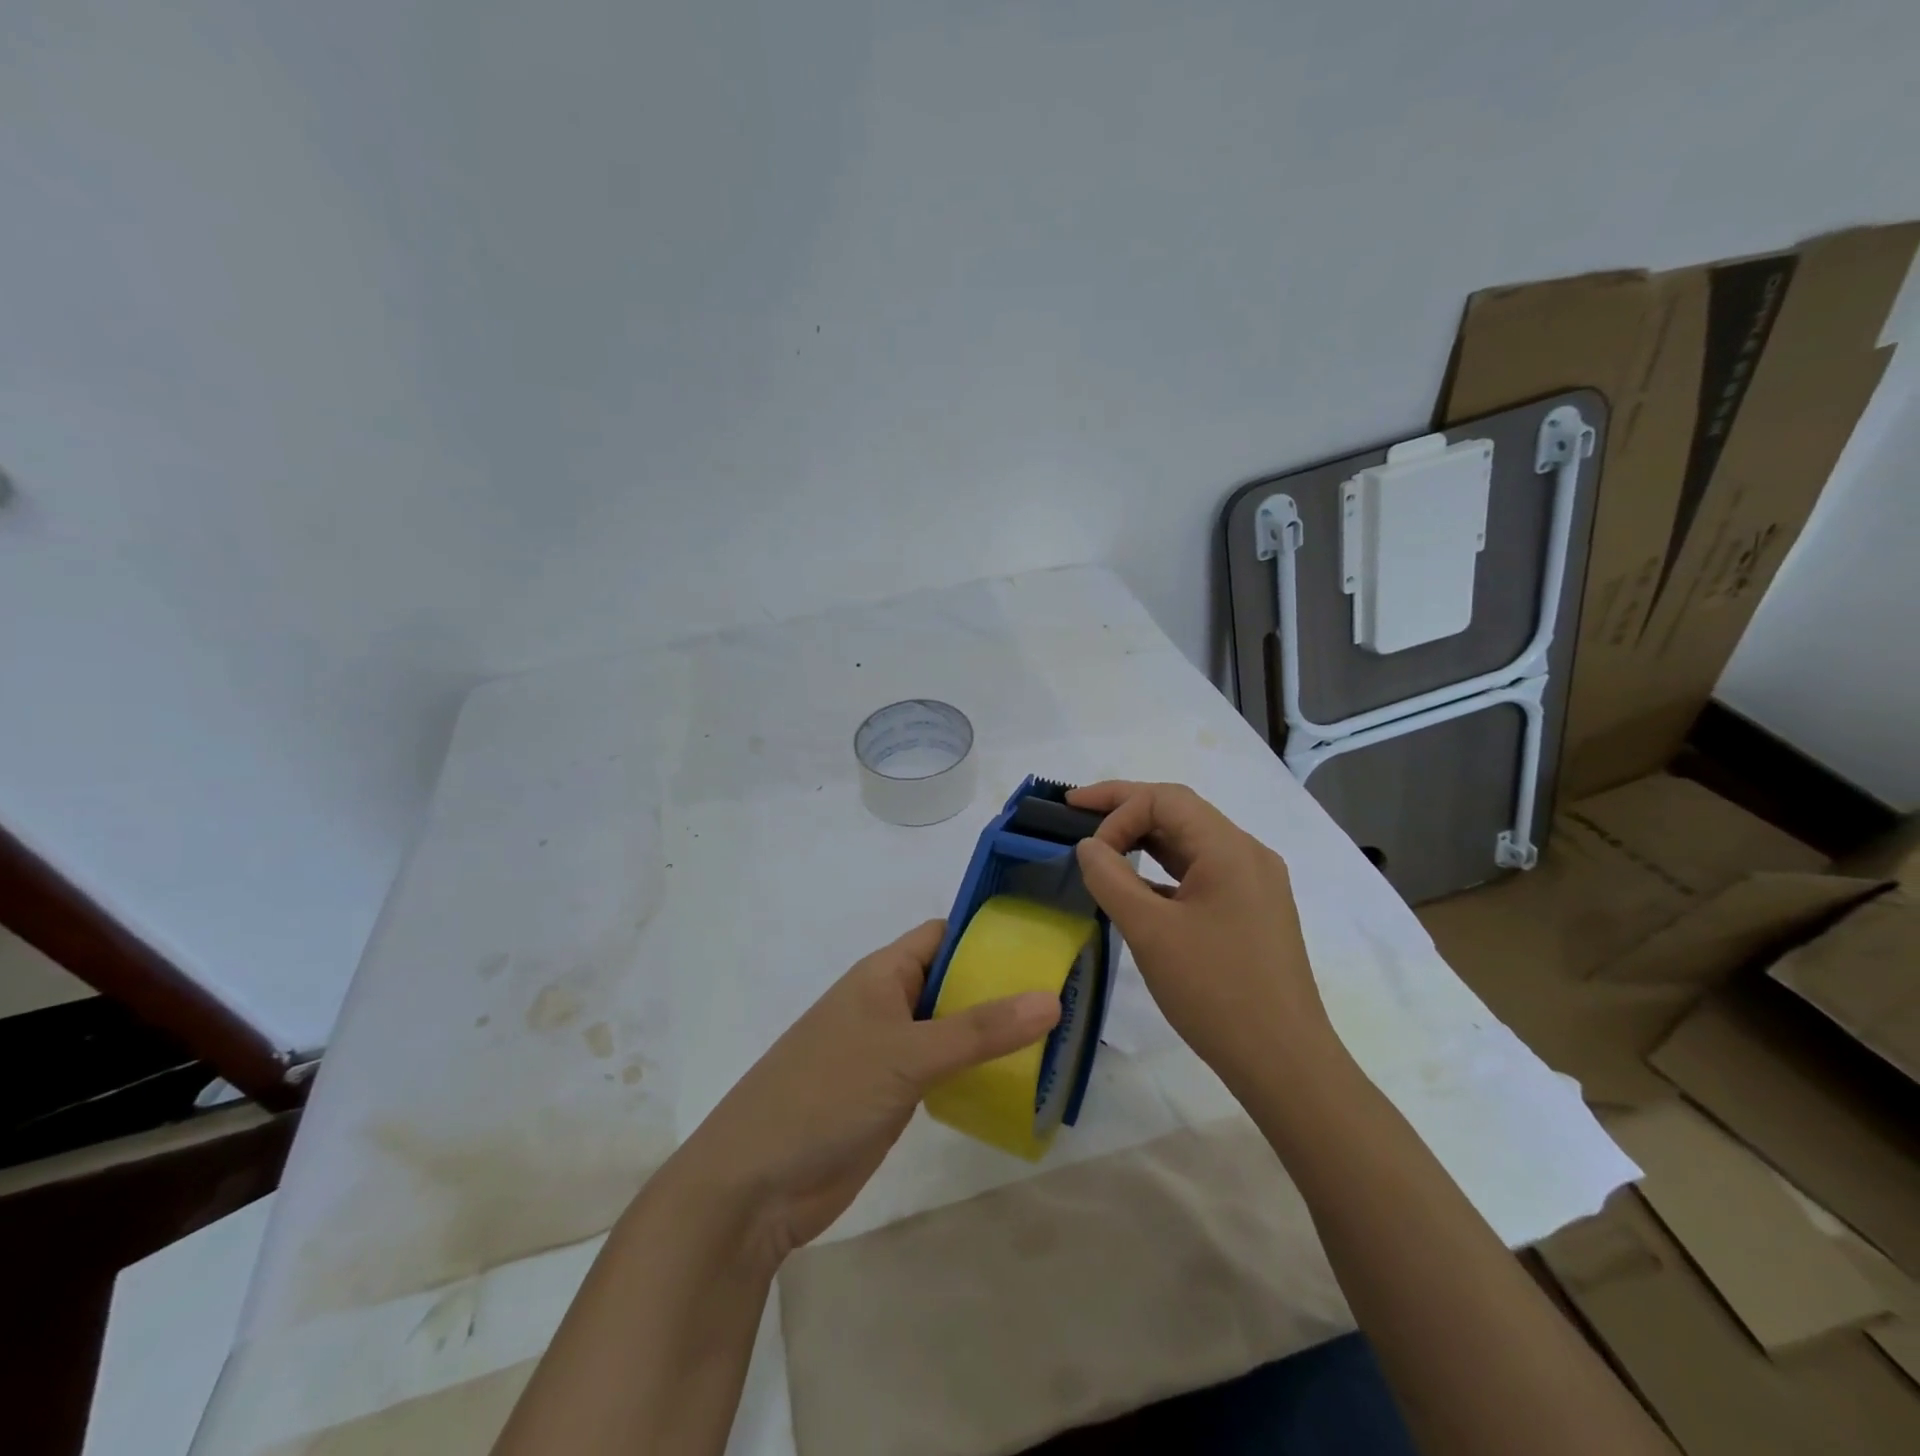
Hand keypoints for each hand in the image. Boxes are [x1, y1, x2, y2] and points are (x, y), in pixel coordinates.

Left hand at [666, 920, 1059, 1269]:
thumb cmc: (827, 1094)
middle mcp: (889, 1004)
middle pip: (954, 981)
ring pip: (952, 1028)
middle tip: (1069, 991)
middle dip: (1003, 985)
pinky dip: (976, 1070)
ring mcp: (890, 1052)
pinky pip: (945, 1069)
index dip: (990, 931)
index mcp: (883, 974)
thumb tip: (1052, 998)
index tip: (1046, 937)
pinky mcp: (893, 1095)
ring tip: (1059, 1035)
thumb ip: (979, 1030)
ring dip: (994, 1031)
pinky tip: (1018, 1080)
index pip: (945, 935)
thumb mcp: (906, 1054)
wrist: (756, 1184)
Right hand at [1068, 781, 1341, 1094]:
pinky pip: (1200, 872)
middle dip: (1125, 809)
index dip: (1117, 810)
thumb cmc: (1215, 991)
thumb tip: (1087, 845)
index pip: (1165, 800)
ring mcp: (1253, 884)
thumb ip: (1111, 878)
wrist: (1284, 1063)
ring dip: (1144, 837)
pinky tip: (1136, 887)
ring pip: (1190, 841)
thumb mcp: (1150, 932)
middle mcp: (1247, 854)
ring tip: (1100, 843)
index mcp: (1230, 849)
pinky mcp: (1251, 911)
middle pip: (1179, 811)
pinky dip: (1163, 869)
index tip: (1086, 850)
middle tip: (1075, 809)